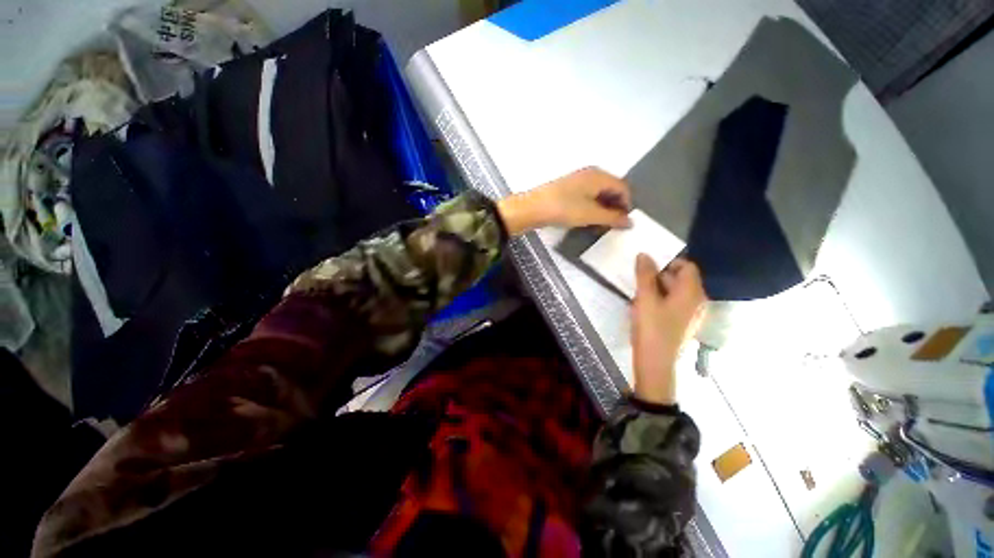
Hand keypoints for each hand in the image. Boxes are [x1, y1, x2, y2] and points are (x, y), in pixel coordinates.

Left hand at [497, 167, 631, 234]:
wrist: (532, 208)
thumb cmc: (564, 209)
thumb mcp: (590, 215)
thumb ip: (612, 218)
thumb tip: (630, 222)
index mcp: (599, 176)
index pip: (623, 187)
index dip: (627, 205)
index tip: (624, 222)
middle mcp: (590, 174)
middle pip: (611, 189)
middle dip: (615, 207)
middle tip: (613, 225)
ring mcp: (578, 181)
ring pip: (598, 194)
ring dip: (603, 208)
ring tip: (600, 224)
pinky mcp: (568, 189)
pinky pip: (587, 196)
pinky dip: (592, 207)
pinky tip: (587, 219)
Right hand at [631, 255, 706, 404]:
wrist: (656, 362)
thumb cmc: (652, 327)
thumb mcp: (645, 298)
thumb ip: (645, 275)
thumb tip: (644, 254)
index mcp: (692, 292)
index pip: (687, 266)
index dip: (668, 262)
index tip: (648, 267)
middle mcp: (698, 301)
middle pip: (682, 279)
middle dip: (660, 276)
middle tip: (639, 280)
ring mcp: (693, 314)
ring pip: (677, 292)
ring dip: (659, 288)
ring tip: (640, 294)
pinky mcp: (685, 323)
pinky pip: (676, 304)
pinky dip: (662, 300)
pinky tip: (647, 307)